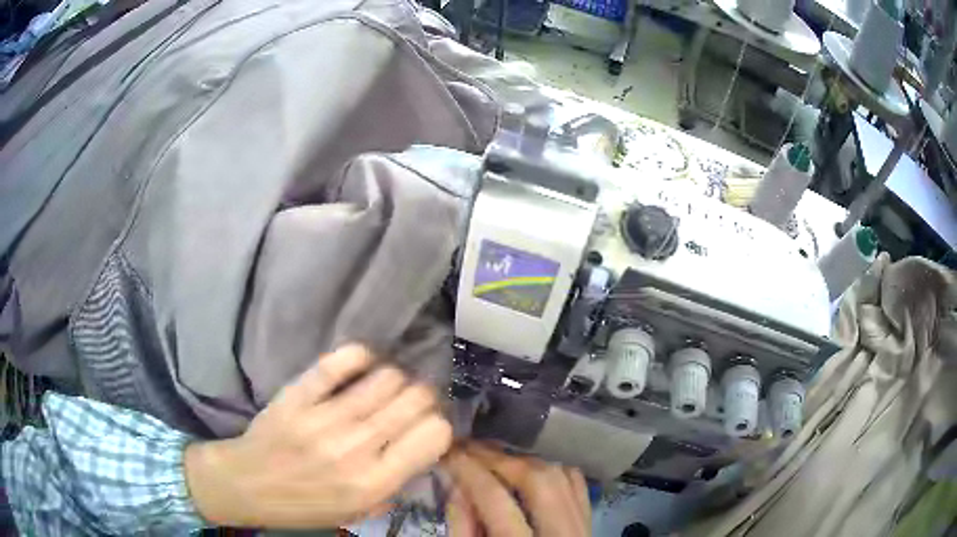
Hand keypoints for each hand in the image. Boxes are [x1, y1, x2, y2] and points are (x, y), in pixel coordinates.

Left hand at [184, 344, 452, 528]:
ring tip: (384, 388)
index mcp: (374, 483)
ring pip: (386, 378)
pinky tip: (362, 363)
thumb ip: (395, 483)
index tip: (426, 427)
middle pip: (415, 400)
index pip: (434, 435)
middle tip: (410, 403)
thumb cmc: (306, 504)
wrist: (248, 485)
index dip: (438, 427)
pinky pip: (339, 362)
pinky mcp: (298, 395)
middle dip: (422, 398)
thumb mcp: (359, 511)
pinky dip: (359, 357)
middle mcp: (356, 448)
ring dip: (394, 380)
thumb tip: (421, 445)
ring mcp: (324, 418)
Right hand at [444, 442, 590, 536]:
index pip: (497, 501)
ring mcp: (583, 528)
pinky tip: (530, 469)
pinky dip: (552, 470)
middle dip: (500, 459)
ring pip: (561, 477)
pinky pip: (576, 485)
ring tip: (493, 457)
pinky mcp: (589, 524)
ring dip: (525, 461)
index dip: (470, 471)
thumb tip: (458, 485)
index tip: (449, 453)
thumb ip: (463, 527)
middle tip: (469, 450)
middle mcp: (563, 535)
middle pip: (538, 481)